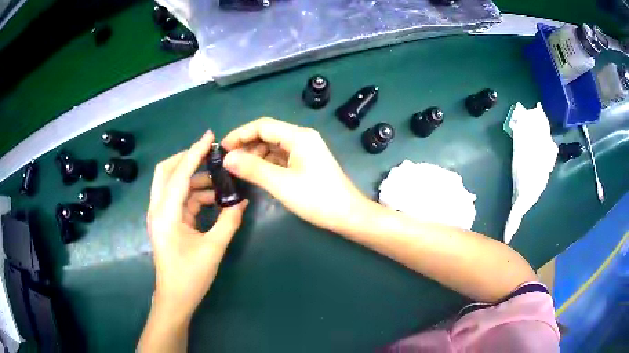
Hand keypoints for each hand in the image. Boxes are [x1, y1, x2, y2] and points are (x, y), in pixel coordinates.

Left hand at [146, 130, 247, 323]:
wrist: (175, 298)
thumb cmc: (190, 276)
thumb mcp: (213, 248)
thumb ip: (228, 222)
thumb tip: (242, 202)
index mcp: (165, 213)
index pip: (179, 174)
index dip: (194, 153)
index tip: (209, 136)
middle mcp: (158, 209)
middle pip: (167, 172)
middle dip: (187, 159)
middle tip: (210, 156)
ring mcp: (160, 215)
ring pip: (173, 185)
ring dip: (194, 179)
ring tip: (219, 181)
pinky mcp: (166, 222)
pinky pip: (179, 199)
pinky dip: (194, 194)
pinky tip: (213, 199)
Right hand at [221, 117, 366, 231]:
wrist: (347, 215)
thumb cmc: (316, 198)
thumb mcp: (281, 183)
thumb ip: (253, 168)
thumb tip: (227, 158)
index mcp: (298, 136)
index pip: (262, 126)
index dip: (240, 134)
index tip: (222, 147)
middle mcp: (302, 138)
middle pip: (268, 134)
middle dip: (246, 145)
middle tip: (227, 161)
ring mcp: (305, 151)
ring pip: (273, 146)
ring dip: (254, 154)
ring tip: (237, 168)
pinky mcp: (305, 163)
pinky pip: (280, 157)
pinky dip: (266, 163)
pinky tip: (254, 172)